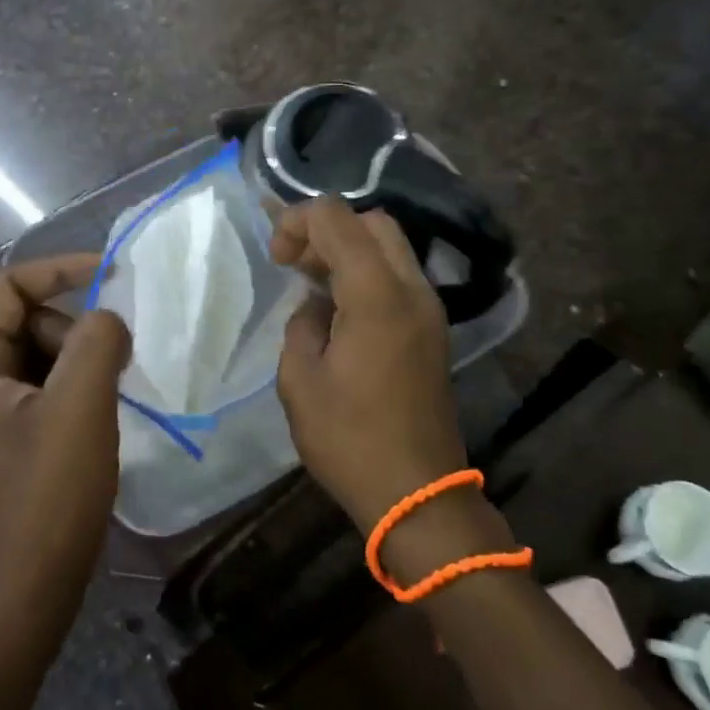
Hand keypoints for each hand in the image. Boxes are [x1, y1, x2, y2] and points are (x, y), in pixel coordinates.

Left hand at [0, 254, 130, 623]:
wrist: (30, 588)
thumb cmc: (49, 494)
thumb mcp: (80, 407)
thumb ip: (96, 340)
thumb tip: (107, 316)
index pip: (7, 285)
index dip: (61, 271)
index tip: (115, 276)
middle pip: (25, 318)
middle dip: (74, 330)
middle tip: (111, 367)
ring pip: (38, 351)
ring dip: (79, 361)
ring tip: (104, 400)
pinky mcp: (2, 432)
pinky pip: (41, 384)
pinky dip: (74, 386)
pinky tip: (95, 416)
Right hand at [270, 197, 467, 530]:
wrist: (417, 492)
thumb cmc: (350, 440)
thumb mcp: (300, 381)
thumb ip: (302, 325)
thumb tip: (316, 307)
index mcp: (377, 294)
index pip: (337, 218)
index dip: (297, 221)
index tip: (276, 259)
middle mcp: (411, 289)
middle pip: (372, 222)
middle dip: (327, 229)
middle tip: (295, 264)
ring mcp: (429, 309)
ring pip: (390, 247)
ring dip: (349, 250)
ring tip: (311, 283)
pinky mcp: (433, 330)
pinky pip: (399, 277)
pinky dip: (368, 273)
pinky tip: (339, 307)